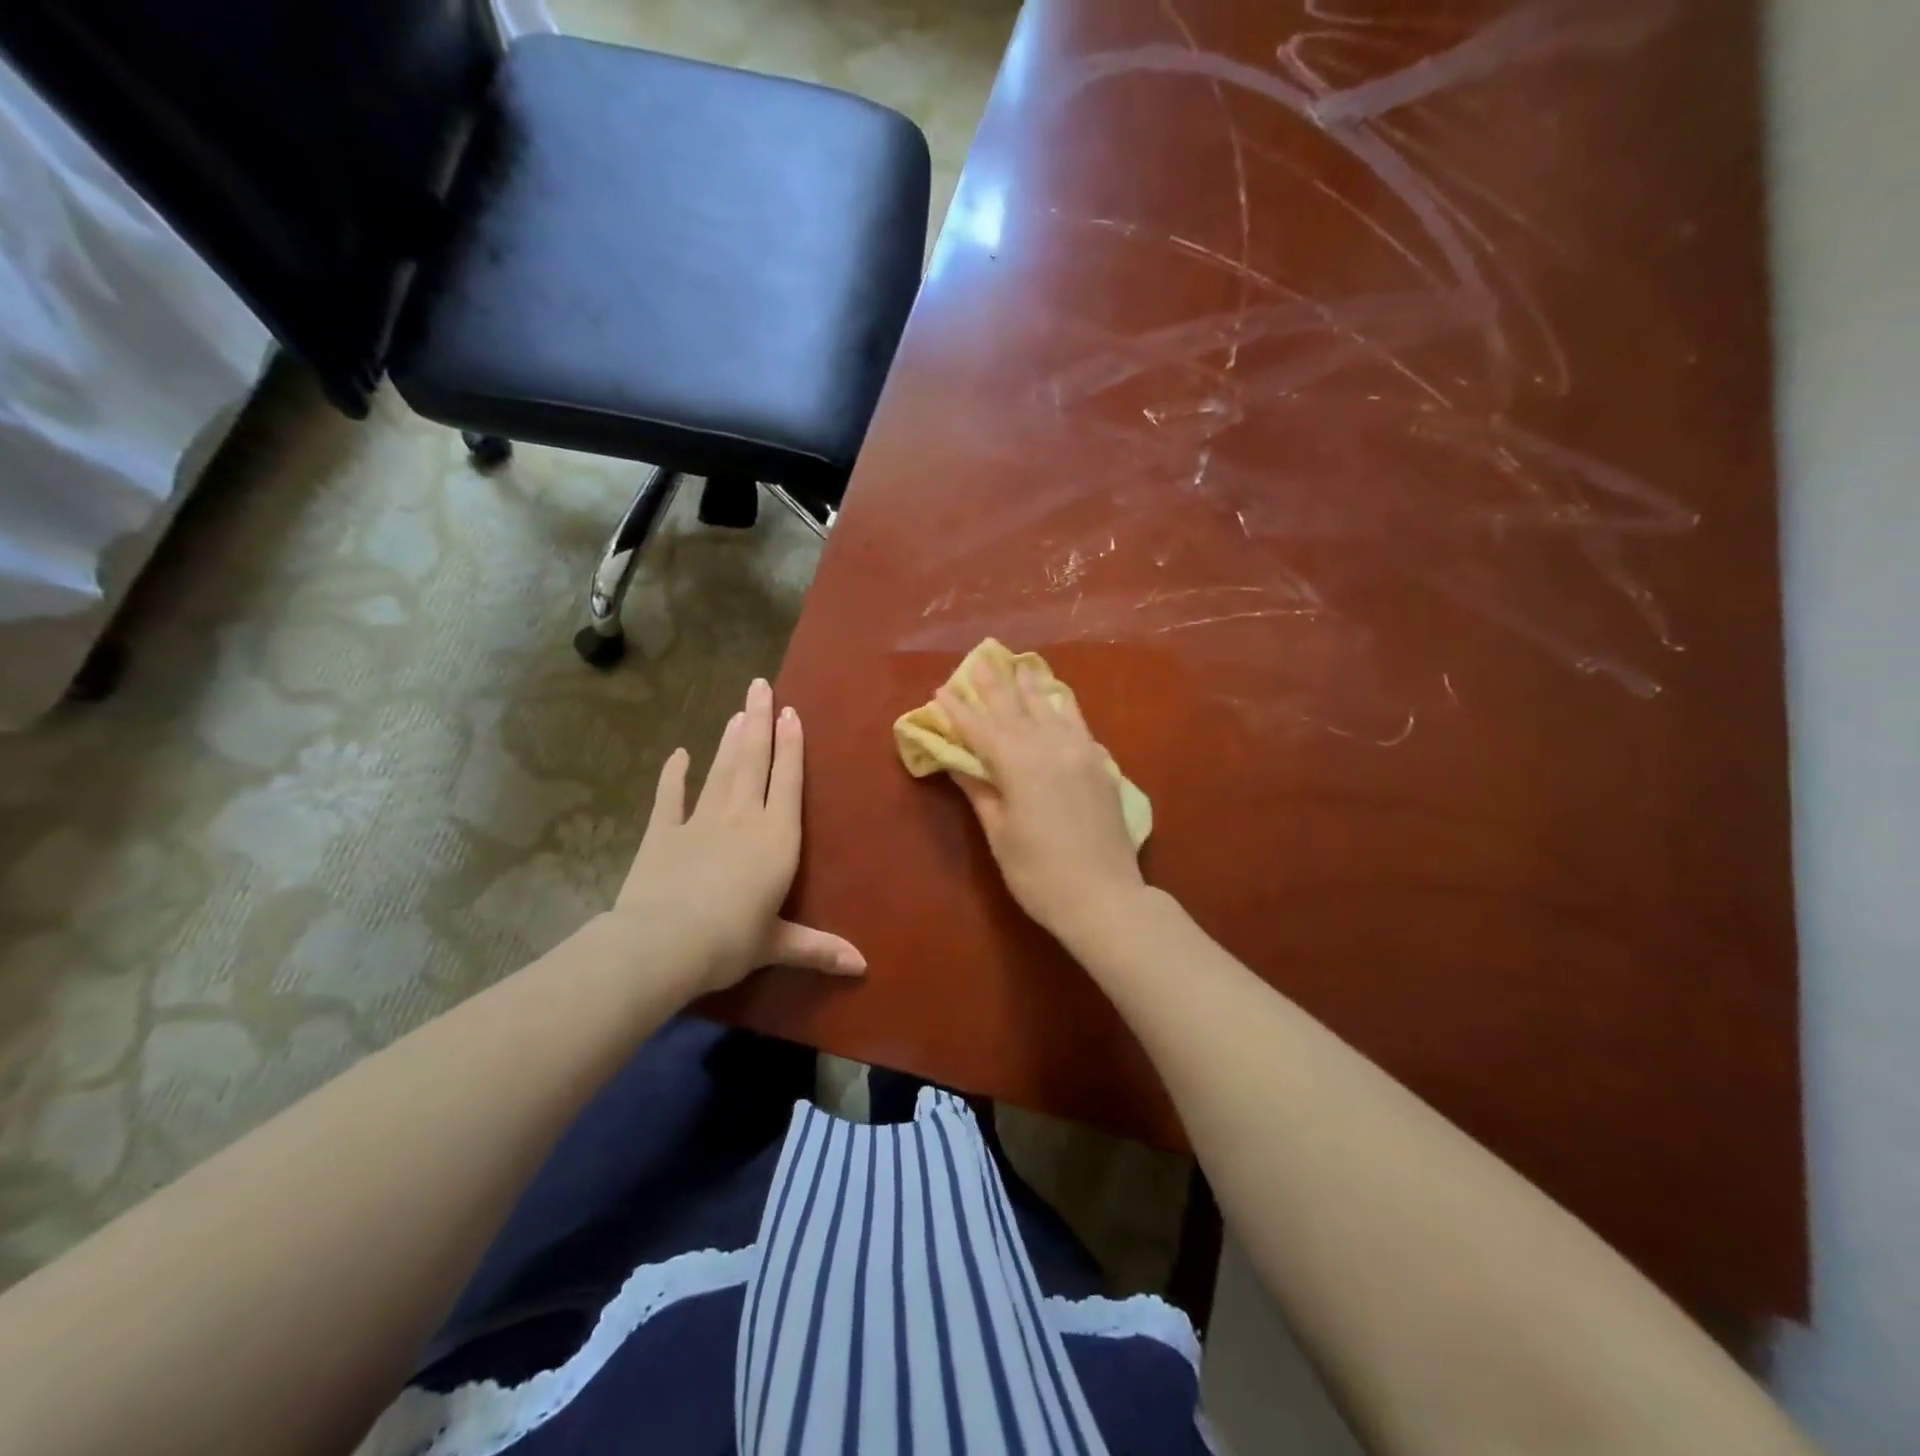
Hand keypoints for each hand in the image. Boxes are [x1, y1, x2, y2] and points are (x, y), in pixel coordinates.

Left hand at [613, 678, 865, 994]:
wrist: (664, 943)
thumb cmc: (731, 941)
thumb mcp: (778, 944)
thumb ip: (818, 948)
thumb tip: (863, 967)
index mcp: (776, 837)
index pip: (789, 780)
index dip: (792, 745)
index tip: (791, 712)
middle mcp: (743, 817)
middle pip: (754, 760)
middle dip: (760, 721)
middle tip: (761, 685)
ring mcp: (701, 819)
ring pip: (721, 769)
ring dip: (730, 738)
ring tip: (738, 709)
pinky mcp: (664, 831)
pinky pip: (670, 796)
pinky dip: (674, 774)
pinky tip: (678, 754)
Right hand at [936, 656, 1147, 943]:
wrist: (1104, 898)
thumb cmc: (1039, 873)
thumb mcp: (1000, 834)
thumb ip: (980, 791)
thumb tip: (958, 763)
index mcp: (1019, 763)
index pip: (981, 729)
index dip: (959, 710)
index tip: (942, 689)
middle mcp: (1050, 746)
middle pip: (1015, 709)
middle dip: (994, 685)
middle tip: (979, 658)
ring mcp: (1080, 752)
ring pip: (1050, 708)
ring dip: (1030, 686)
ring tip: (1018, 664)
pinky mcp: (1100, 765)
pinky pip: (1078, 723)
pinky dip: (1063, 706)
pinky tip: (1058, 696)